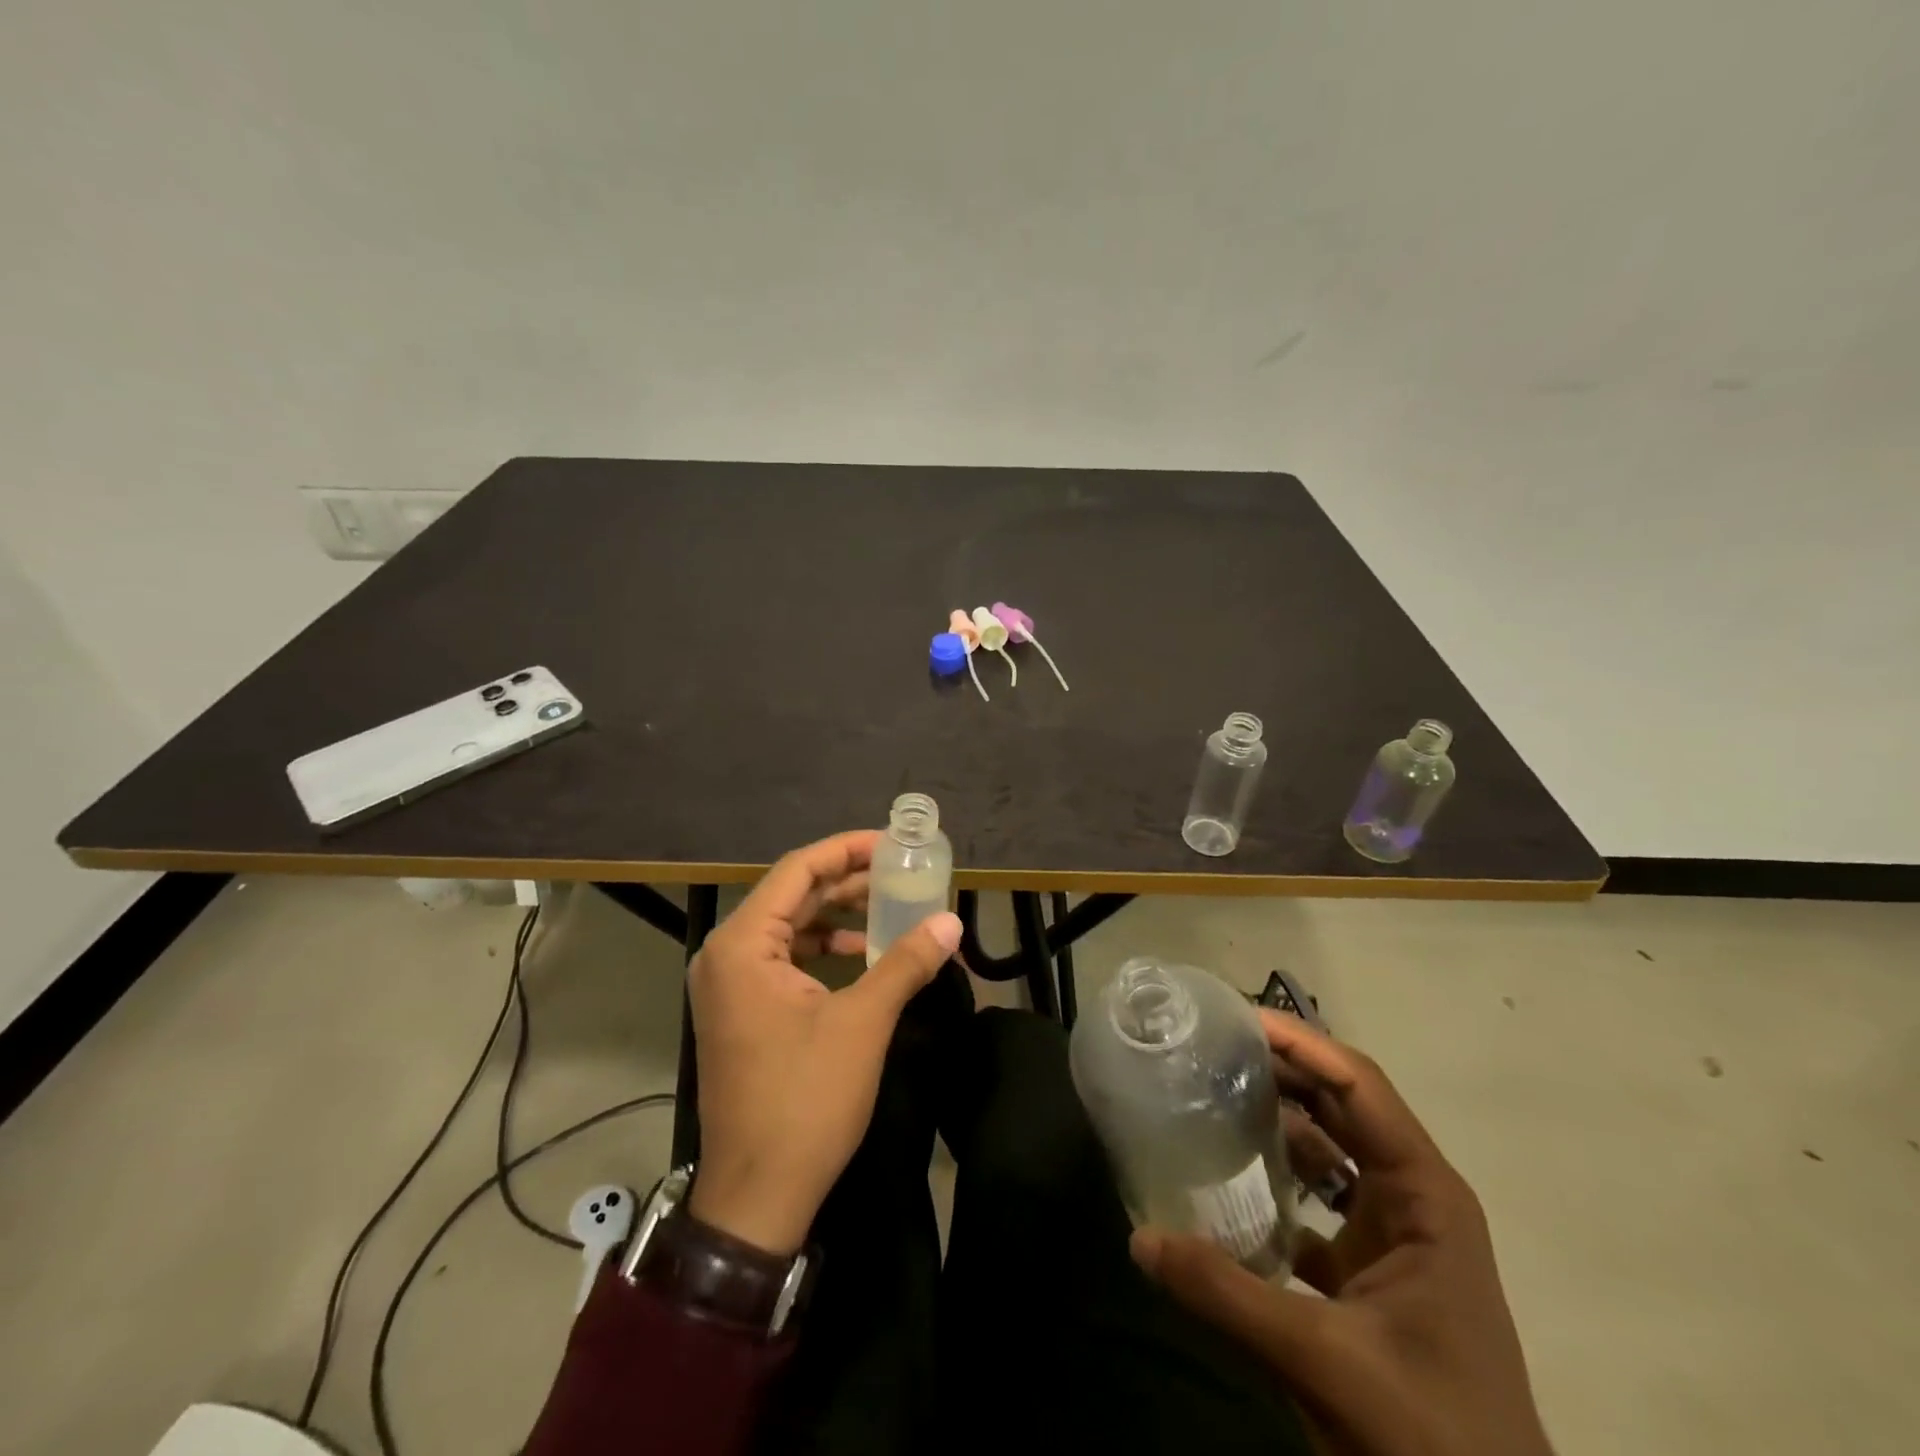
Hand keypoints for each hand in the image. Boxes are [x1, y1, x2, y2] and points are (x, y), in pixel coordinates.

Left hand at [684, 830, 962, 1256]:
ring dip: (839, 915)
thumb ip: (905, 962)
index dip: (847, 851)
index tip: (892, 844)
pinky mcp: (742, 1011)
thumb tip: (952, 920)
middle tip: (900, 872)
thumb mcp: (862, 1023)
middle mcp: (726, 954)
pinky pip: (786, 960)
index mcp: (743, 945)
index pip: (798, 871)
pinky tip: (865, 955)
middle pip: (793, 895)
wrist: (757, 1197)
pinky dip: (825, 950)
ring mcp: (730, 985)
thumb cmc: (804, 1101)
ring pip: (791, 927)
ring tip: (890, 908)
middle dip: (848, 882)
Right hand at [1131, 1010, 1552, 1455]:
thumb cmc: (1432, 1434)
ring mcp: (1394, 1235)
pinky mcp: (1371, 1270)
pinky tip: (1227, 1177)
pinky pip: (1318, 1200)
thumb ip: (1228, 1294)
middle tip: (1211, 1045)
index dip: (1301, 1044)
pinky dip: (1277, 1178)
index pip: (1359, 1086)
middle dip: (1282, 1069)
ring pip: (1331, 1150)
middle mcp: (1414, 1198)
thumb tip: (1140, 1237)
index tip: (1236, 1018)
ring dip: (1278, 1118)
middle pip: (1343, 1105)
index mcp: (1426, 1195)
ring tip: (1212, 1091)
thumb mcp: (1326, 1360)